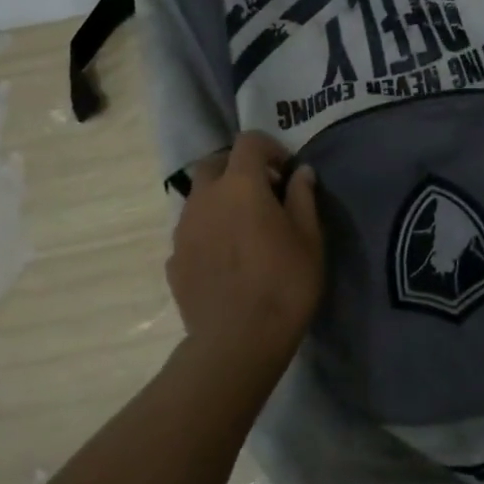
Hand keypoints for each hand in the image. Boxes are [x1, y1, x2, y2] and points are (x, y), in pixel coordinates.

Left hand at [167, 133, 324, 365]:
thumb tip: (301, 172)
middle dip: (238, 169)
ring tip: (244, 230)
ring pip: (198, 199)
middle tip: (264, 194)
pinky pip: (191, 232)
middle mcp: (204, 198)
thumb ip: (303, 197)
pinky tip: (227, 260)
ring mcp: (183, 230)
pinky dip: (208, 233)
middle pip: (214, 165)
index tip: (286, 171)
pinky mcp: (174, 260)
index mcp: (240, 185)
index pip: (249, 142)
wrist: (238, 341)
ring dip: (220, 201)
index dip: (270, 148)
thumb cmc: (284, 284)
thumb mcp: (309, 238)